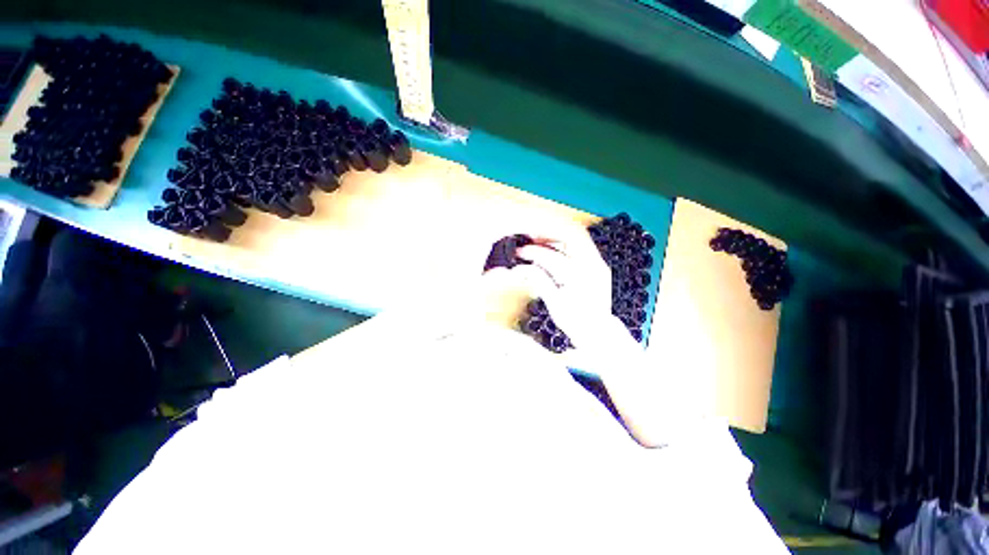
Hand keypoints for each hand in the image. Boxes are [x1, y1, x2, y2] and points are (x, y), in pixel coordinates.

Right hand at [512, 227, 636, 356]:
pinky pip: (582, 247)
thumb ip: (539, 281)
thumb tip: (520, 268)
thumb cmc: (576, 322)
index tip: (519, 253)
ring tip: (540, 242)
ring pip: (577, 238)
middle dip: (547, 234)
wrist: (599, 332)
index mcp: (578, 277)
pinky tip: (554, 250)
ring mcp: (598, 264)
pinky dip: (566, 245)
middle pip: (569, 236)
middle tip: (531, 238)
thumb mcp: (553, 303)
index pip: (550, 256)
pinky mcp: (599, 266)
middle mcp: (591, 266)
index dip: (532, 252)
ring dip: (557, 238)